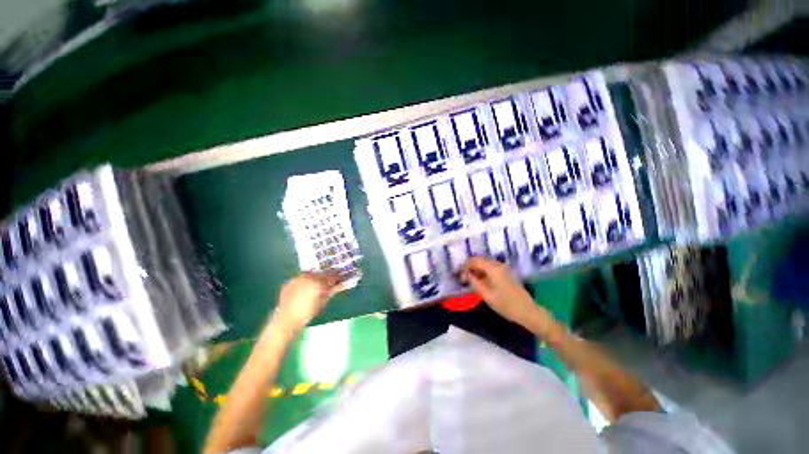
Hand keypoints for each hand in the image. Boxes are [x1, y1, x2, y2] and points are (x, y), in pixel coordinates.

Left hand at [272, 272, 340, 332]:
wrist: (286, 320)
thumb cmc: (307, 314)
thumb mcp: (322, 302)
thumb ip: (331, 291)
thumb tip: (339, 285)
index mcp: (318, 282)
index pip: (331, 276)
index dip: (337, 278)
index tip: (339, 279)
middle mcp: (308, 277)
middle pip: (321, 273)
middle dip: (326, 277)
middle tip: (329, 282)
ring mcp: (298, 278)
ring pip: (311, 274)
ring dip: (315, 278)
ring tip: (317, 285)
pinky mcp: (290, 282)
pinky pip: (301, 278)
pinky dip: (305, 281)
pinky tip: (306, 288)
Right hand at [460, 257, 544, 327]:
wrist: (527, 311)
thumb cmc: (506, 305)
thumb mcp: (486, 295)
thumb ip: (475, 283)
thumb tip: (467, 275)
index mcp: (493, 269)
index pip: (474, 260)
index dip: (465, 266)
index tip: (459, 276)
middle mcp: (498, 265)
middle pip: (479, 260)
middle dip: (469, 267)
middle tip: (463, 278)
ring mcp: (503, 268)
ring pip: (484, 263)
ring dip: (475, 269)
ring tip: (469, 280)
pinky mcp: (505, 273)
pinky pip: (490, 267)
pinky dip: (482, 271)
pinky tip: (479, 281)